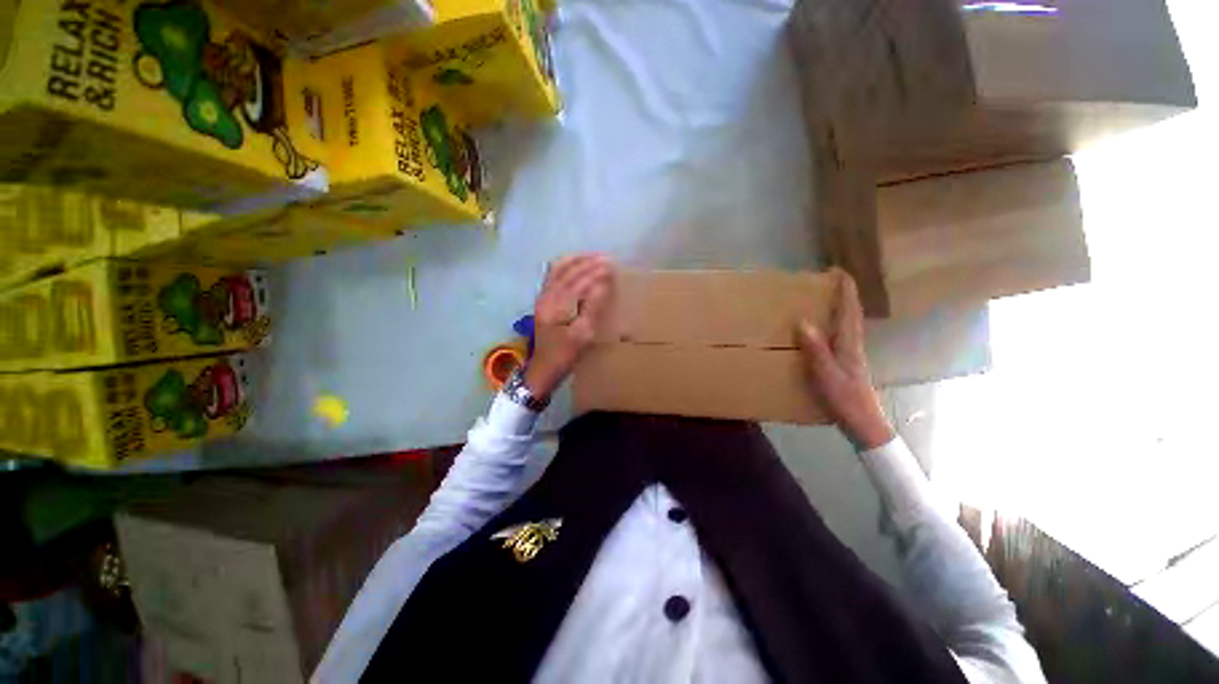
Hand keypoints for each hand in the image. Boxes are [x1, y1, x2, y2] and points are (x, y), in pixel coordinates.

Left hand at [525, 254, 615, 398]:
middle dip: (588, 263)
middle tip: (607, 258)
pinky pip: (553, 276)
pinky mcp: (543, 300)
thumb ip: (591, 309)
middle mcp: (547, 297)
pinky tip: (576, 264)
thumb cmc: (564, 355)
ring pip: (558, 271)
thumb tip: (602, 286)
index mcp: (556, 306)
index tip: (612, 266)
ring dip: (576, 261)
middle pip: (568, 273)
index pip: (578, 282)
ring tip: (593, 256)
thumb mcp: (582, 336)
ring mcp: (543, 297)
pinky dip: (566, 266)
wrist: (542, 369)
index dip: (595, 272)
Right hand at [797, 271, 894, 450]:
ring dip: (841, 306)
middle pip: (851, 312)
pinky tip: (825, 328)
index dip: (846, 289)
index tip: (837, 271)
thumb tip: (803, 322)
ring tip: (826, 298)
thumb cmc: (845, 398)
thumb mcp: (826, 374)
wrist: (863, 422)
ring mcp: (851, 353)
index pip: (849, 310)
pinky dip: (836, 323)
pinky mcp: (847, 362)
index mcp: (849, 343)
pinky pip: (841, 334)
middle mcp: (853, 344)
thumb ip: (816, 349)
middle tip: (829, 281)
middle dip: (844, 294)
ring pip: (848, 323)